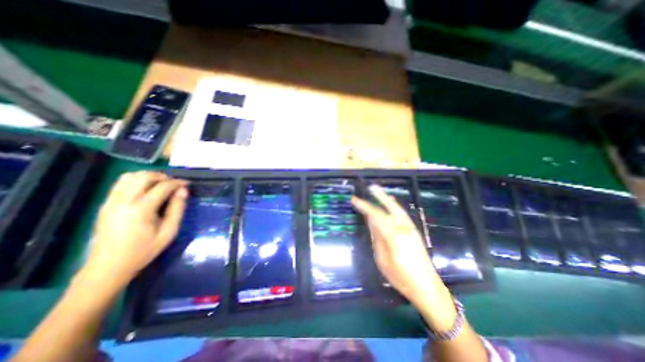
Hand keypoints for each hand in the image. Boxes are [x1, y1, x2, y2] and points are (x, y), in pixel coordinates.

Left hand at [79, 171, 187, 289]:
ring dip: (149, 177)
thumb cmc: (144, 250)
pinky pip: (121, 183)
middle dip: (163, 176)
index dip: (178, 182)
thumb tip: (183, 191)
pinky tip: (146, 190)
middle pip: (144, 176)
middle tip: (175, 184)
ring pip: (130, 176)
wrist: (108, 267)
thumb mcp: (169, 232)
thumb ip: (177, 209)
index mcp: (141, 209)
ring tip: (161, 185)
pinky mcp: (105, 204)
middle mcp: (123, 201)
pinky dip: (136, 181)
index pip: (163, 186)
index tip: (188, 184)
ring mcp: (111, 202)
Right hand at [350, 186, 446, 305]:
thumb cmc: (401, 277)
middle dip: (379, 196)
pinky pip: (402, 214)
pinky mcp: (415, 231)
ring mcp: (411, 228)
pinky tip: (392, 204)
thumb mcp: (382, 260)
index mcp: (394, 235)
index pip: (376, 215)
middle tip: (370, 187)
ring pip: (398, 208)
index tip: (354, 199)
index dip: (364, 206)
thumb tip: (371, 221)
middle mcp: (404, 227)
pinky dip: (395, 206)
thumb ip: (377, 238)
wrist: (428, 287)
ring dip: (387, 199)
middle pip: (390, 206)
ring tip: (379, 191)